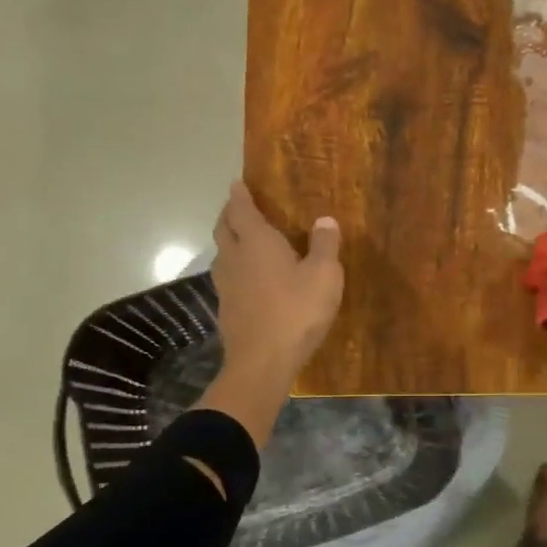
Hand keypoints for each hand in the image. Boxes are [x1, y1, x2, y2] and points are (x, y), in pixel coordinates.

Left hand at [200, 183, 342, 443]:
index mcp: (257, 243)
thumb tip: (325, 220)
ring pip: (221, 255)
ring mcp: (226, 286)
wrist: (262, 363)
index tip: (237, 183)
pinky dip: (234, 269)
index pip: (242, 210)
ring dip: (228, 242)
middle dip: (228, 215)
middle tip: (237, 207)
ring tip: (241, 241)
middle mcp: (235, 258)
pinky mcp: (226, 310)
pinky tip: (247, 280)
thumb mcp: (324, 276)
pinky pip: (227, 279)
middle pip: (224, 229)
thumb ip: (325, 246)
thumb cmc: (296, 312)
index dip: (239, 195)